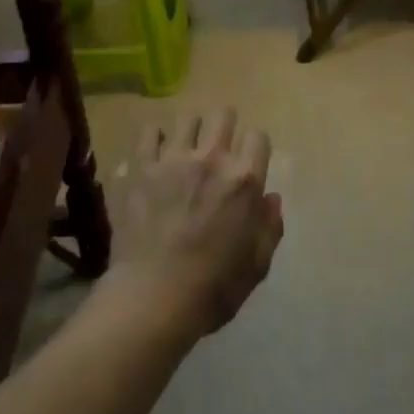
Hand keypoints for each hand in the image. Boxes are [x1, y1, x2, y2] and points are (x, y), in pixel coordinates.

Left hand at [99, 109, 282, 344]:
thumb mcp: (257, 265)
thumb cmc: (213, 288)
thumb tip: (271, 198)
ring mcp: (173, 158)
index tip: (250, 160)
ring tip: (185, 148)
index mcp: (244, 180)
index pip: (259, 137)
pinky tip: (154, 154)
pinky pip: (148, 133)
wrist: (154, 298)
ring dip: (190, 130)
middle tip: (218, 146)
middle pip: (223, 115)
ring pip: (187, 118)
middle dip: (225, 125)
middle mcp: (212, 159)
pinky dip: (153, 139)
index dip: (255, 148)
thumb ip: (269, 227)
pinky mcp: (142, 167)